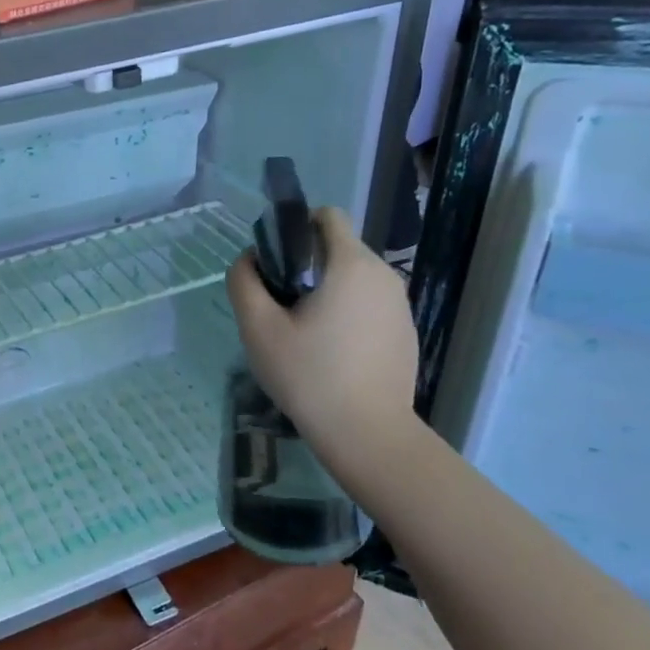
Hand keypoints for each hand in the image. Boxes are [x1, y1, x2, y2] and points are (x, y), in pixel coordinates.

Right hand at [226, 208, 417, 476]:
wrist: (367, 433)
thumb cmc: (309, 375)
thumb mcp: (258, 328)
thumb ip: (244, 282)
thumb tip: (248, 259)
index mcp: (351, 264)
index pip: (327, 216)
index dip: (295, 228)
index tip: (275, 264)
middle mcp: (384, 274)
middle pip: (338, 247)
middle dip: (306, 265)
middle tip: (280, 308)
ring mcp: (400, 303)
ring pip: (353, 278)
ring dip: (326, 290)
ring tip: (303, 333)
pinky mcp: (405, 330)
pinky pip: (369, 304)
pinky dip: (347, 313)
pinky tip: (331, 353)